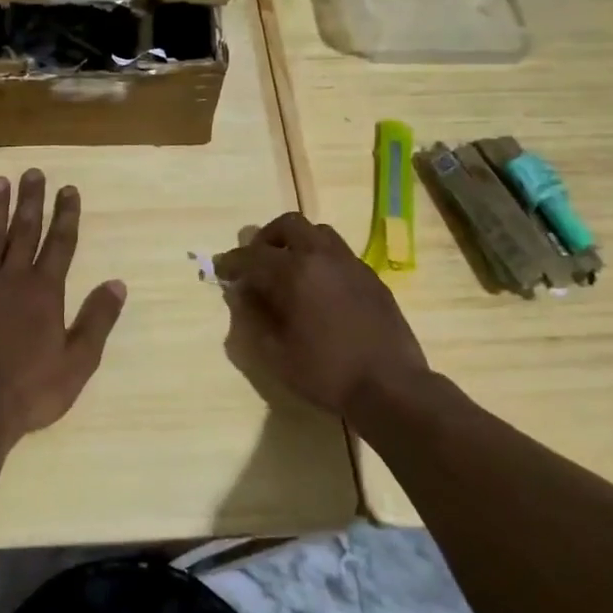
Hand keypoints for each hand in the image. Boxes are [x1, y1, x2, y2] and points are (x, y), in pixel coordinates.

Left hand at [0, 170, 127, 447]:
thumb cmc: (31, 390)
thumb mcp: (78, 362)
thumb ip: (97, 320)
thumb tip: (117, 283)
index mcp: (45, 292)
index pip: (60, 244)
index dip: (66, 215)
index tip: (68, 189)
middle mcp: (13, 279)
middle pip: (25, 232)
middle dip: (32, 201)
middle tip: (33, 172)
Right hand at [214, 213, 429, 417]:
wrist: (392, 387)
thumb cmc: (326, 374)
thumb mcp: (275, 354)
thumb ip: (253, 319)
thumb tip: (243, 295)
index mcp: (294, 273)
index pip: (253, 255)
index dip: (232, 261)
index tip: (221, 269)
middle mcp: (322, 257)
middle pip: (289, 225)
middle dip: (266, 238)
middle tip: (256, 261)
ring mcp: (351, 264)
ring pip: (318, 233)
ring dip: (296, 243)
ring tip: (288, 270)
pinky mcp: (371, 277)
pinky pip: (339, 253)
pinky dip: (320, 259)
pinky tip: (318, 288)